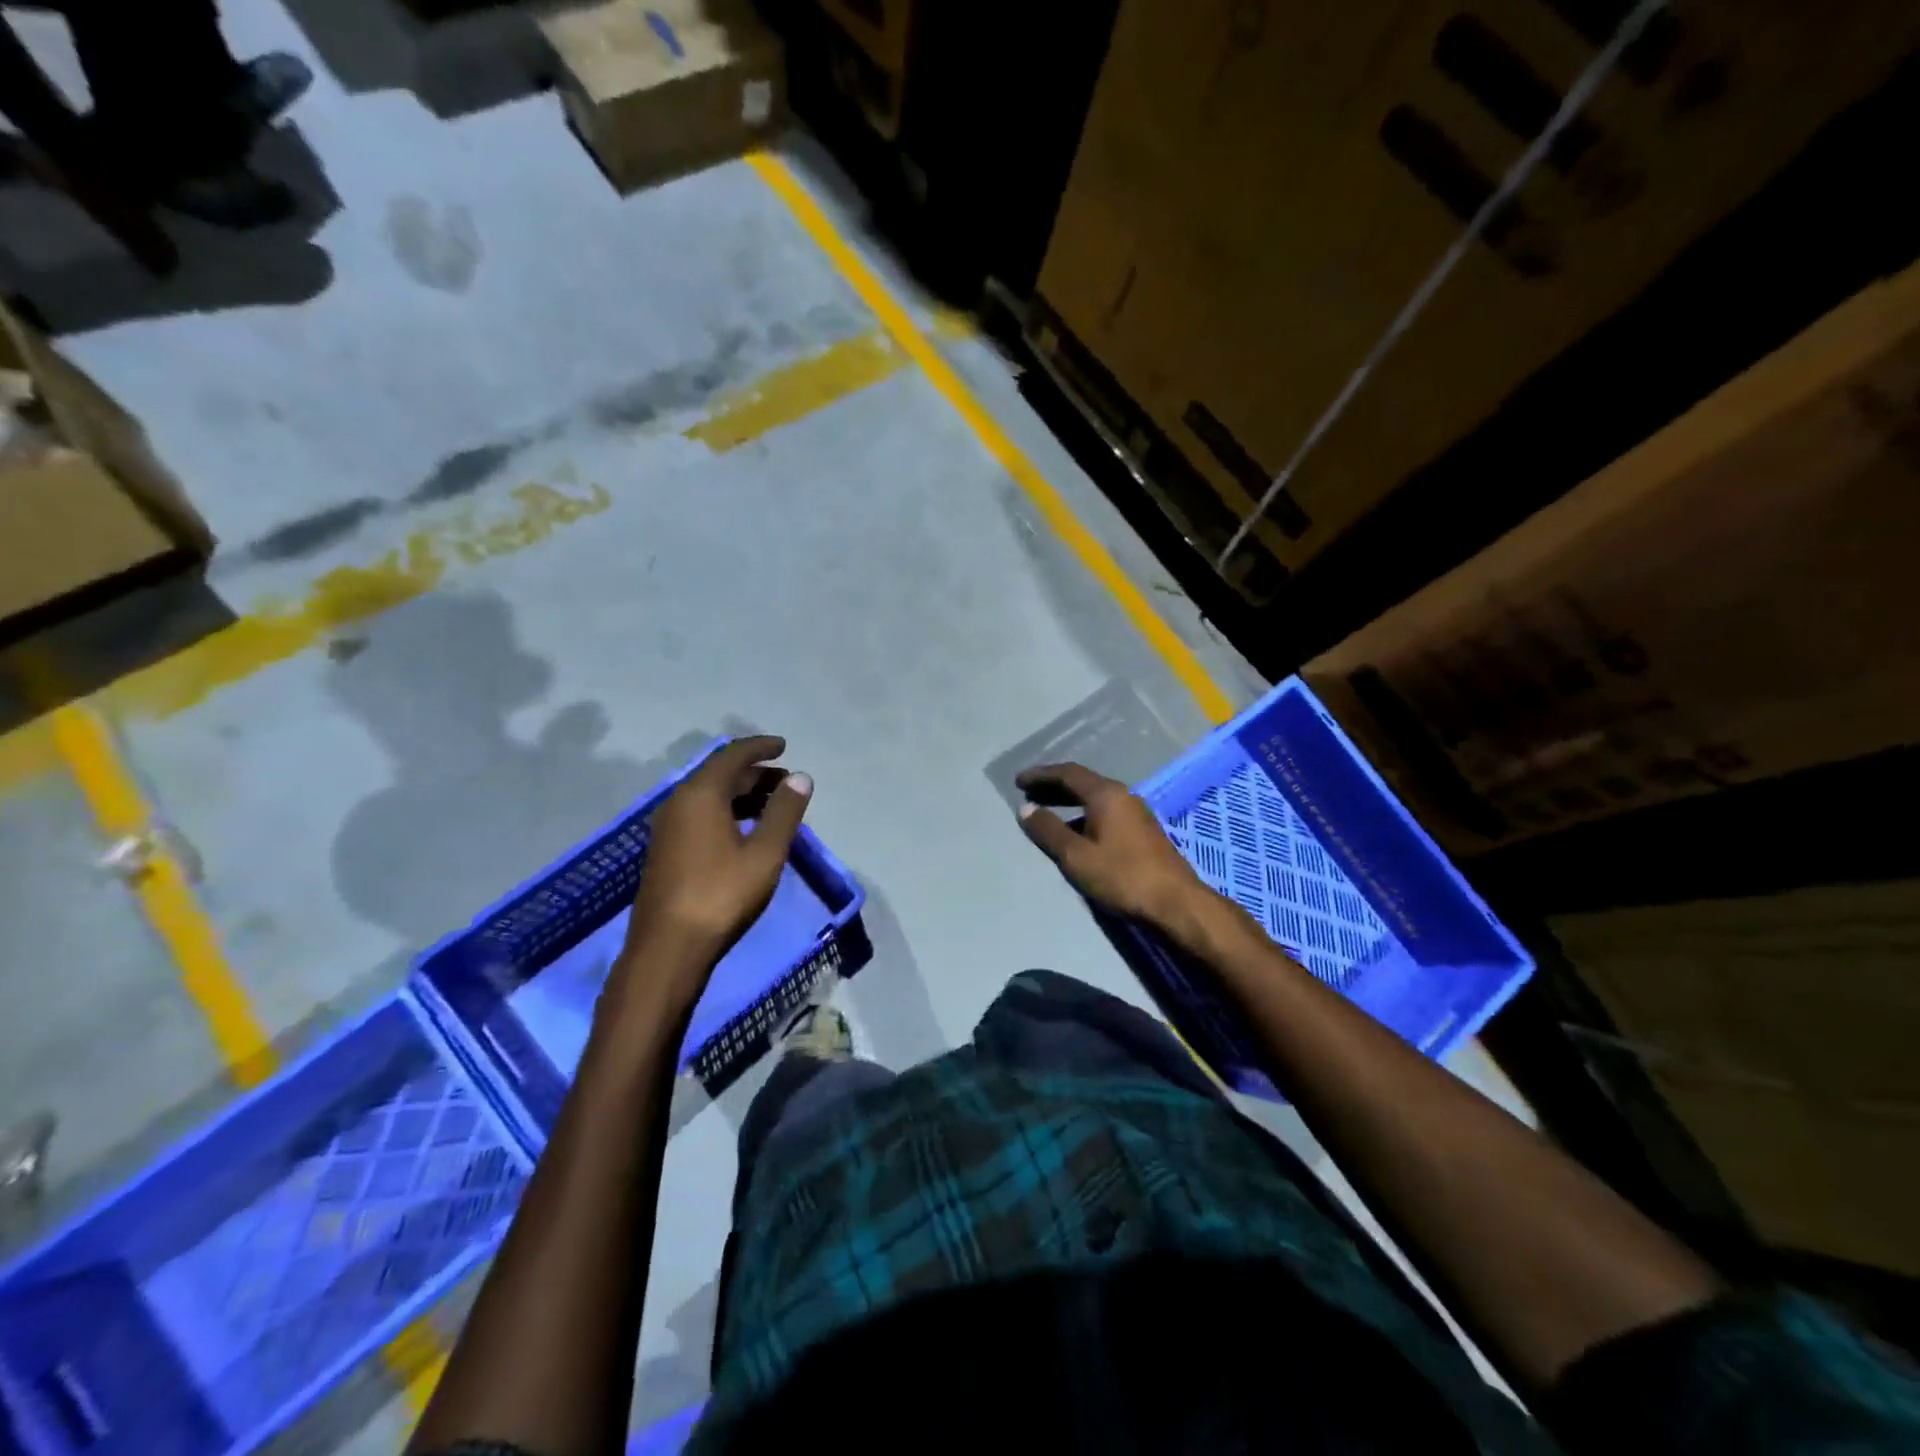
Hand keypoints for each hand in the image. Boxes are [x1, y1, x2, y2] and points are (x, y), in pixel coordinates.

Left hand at [616, 736, 812, 1015]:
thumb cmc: (721, 896)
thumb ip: (784, 812)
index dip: (760, 747)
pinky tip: (745, 831)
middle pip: (719, 775)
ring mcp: (667, 828)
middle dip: (755, 773)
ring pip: (708, 796)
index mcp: (700, 796)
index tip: (784, 746)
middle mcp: (678, 803)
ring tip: (773, 805)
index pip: (732, 756)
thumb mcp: (764, 853)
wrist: (668, 950)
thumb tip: (800, 777)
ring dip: (741, 794)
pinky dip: (726, 811)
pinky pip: (699, 814)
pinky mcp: (665, 851)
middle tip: (787, 782)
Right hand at [1016, 763, 1210, 931]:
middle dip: (1053, 787)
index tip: (1018, 781)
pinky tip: (1075, 834)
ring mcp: (1136, 813)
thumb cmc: (1122, 876)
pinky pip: (1106, 812)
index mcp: (1106, 794)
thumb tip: (1026, 809)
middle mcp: (1123, 796)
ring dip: (1069, 803)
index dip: (1040, 775)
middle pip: (1083, 783)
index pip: (1068, 773)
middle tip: (1028, 793)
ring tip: (1046, 814)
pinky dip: (1084, 815)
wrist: (1176, 903)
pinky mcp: (1143, 832)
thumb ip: (1048, 830)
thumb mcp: (1076, 856)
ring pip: (1095, 799)